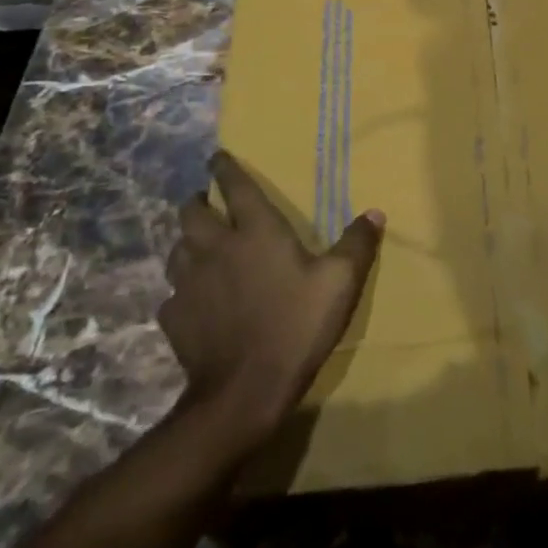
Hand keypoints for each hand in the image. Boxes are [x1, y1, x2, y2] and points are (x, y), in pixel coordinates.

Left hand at [158, 151, 384, 445]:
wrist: (244, 391)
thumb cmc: (295, 326)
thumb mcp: (340, 283)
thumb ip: (357, 244)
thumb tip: (375, 213)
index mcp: (256, 231)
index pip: (236, 186)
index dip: (225, 168)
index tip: (217, 156)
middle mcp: (216, 247)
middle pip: (192, 213)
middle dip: (197, 202)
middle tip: (206, 203)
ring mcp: (189, 283)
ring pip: (177, 249)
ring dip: (186, 242)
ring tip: (197, 245)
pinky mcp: (174, 317)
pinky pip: (172, 293)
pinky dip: (182, 290)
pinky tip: (193, 300)